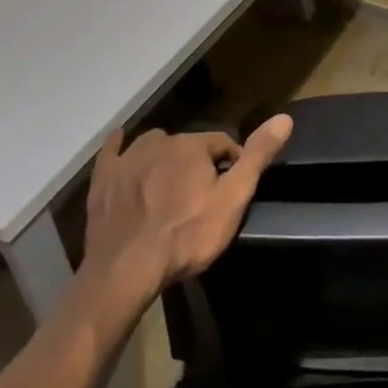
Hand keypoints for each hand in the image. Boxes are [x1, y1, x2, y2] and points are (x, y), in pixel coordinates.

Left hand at [79, 117, 293, 302]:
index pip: (222, 143)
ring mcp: (127, 159)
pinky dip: (119, 147)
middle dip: (197, 163)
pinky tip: (120, 144)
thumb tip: (284, 118)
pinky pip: (113, 151)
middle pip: (188, 145)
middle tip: (200, 195)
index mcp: (192, 145)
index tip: (231, 190)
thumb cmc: (187, 236)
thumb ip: (256, 157)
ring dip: (164, 157)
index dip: (231, 164)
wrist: (126, 269)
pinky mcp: (103, 179)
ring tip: (169, 185)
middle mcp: (159, 142)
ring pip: (153, 146)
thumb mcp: (233, 199)